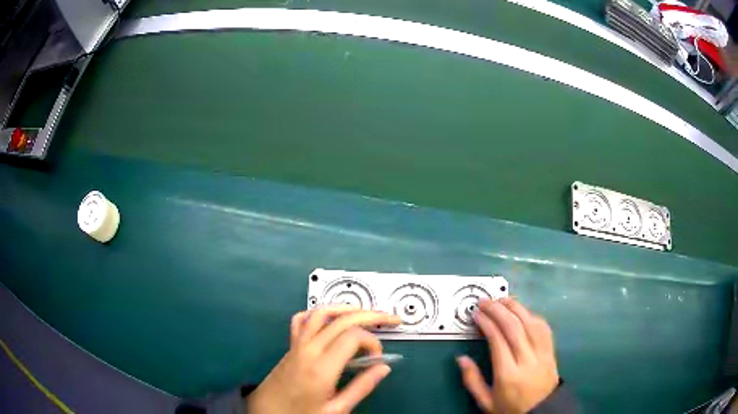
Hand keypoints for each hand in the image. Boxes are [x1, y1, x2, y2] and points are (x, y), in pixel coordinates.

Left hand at [247, 306, 401, 413]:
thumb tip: (383, 368)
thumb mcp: (336, 409)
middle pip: (342, 319)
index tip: (378, 357)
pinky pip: (302, 319)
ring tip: (364, 312)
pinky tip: (330, 319)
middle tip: (390, 319)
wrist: (267, 411)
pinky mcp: (291, 345)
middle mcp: (309, 349)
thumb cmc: (302, 413)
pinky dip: (318, 313)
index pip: (353, 336)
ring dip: (346, 308)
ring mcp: (297, 344)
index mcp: (322, 367)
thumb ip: (361, 387)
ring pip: (321, 312)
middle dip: (370, 315)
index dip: (372, 341)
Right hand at [457, 298, 558, 413]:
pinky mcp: (551, 351)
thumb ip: (472, 380)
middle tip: (485, 301)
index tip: (476, 314)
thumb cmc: (511, 408)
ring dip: (516, 307)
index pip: (498, 340)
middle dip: (498, 310)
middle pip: (514, 327)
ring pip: (530, 323)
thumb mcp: (486, 402)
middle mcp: (528, 361)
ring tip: (502, 300)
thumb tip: (461, 358)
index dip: (487, 323)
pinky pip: (543, 327)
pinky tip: (522, 311)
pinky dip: (532, 315)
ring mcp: (542, 354)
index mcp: (509, 375)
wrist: (542, 412)